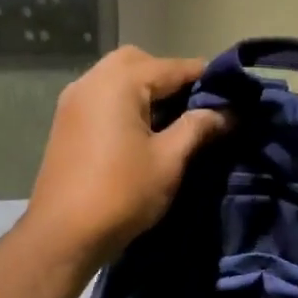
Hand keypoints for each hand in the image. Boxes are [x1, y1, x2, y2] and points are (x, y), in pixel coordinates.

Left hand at [25, 46, 230, 265]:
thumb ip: (198, 128)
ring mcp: (73, 100)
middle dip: (171, 78)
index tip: (232, 95)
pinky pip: (102, 98)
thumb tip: (228, 112)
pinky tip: (143, 132)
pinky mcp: (66, 122)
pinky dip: (126, 103)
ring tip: (172, 122)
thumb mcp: (169, 160)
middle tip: (196, 108)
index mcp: (119, 82)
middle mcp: (92, 80)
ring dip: (146, 91)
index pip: (173, 67)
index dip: (206, 78)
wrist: (65, 234)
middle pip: (140, 63)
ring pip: (117, 78)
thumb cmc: (122, 194)